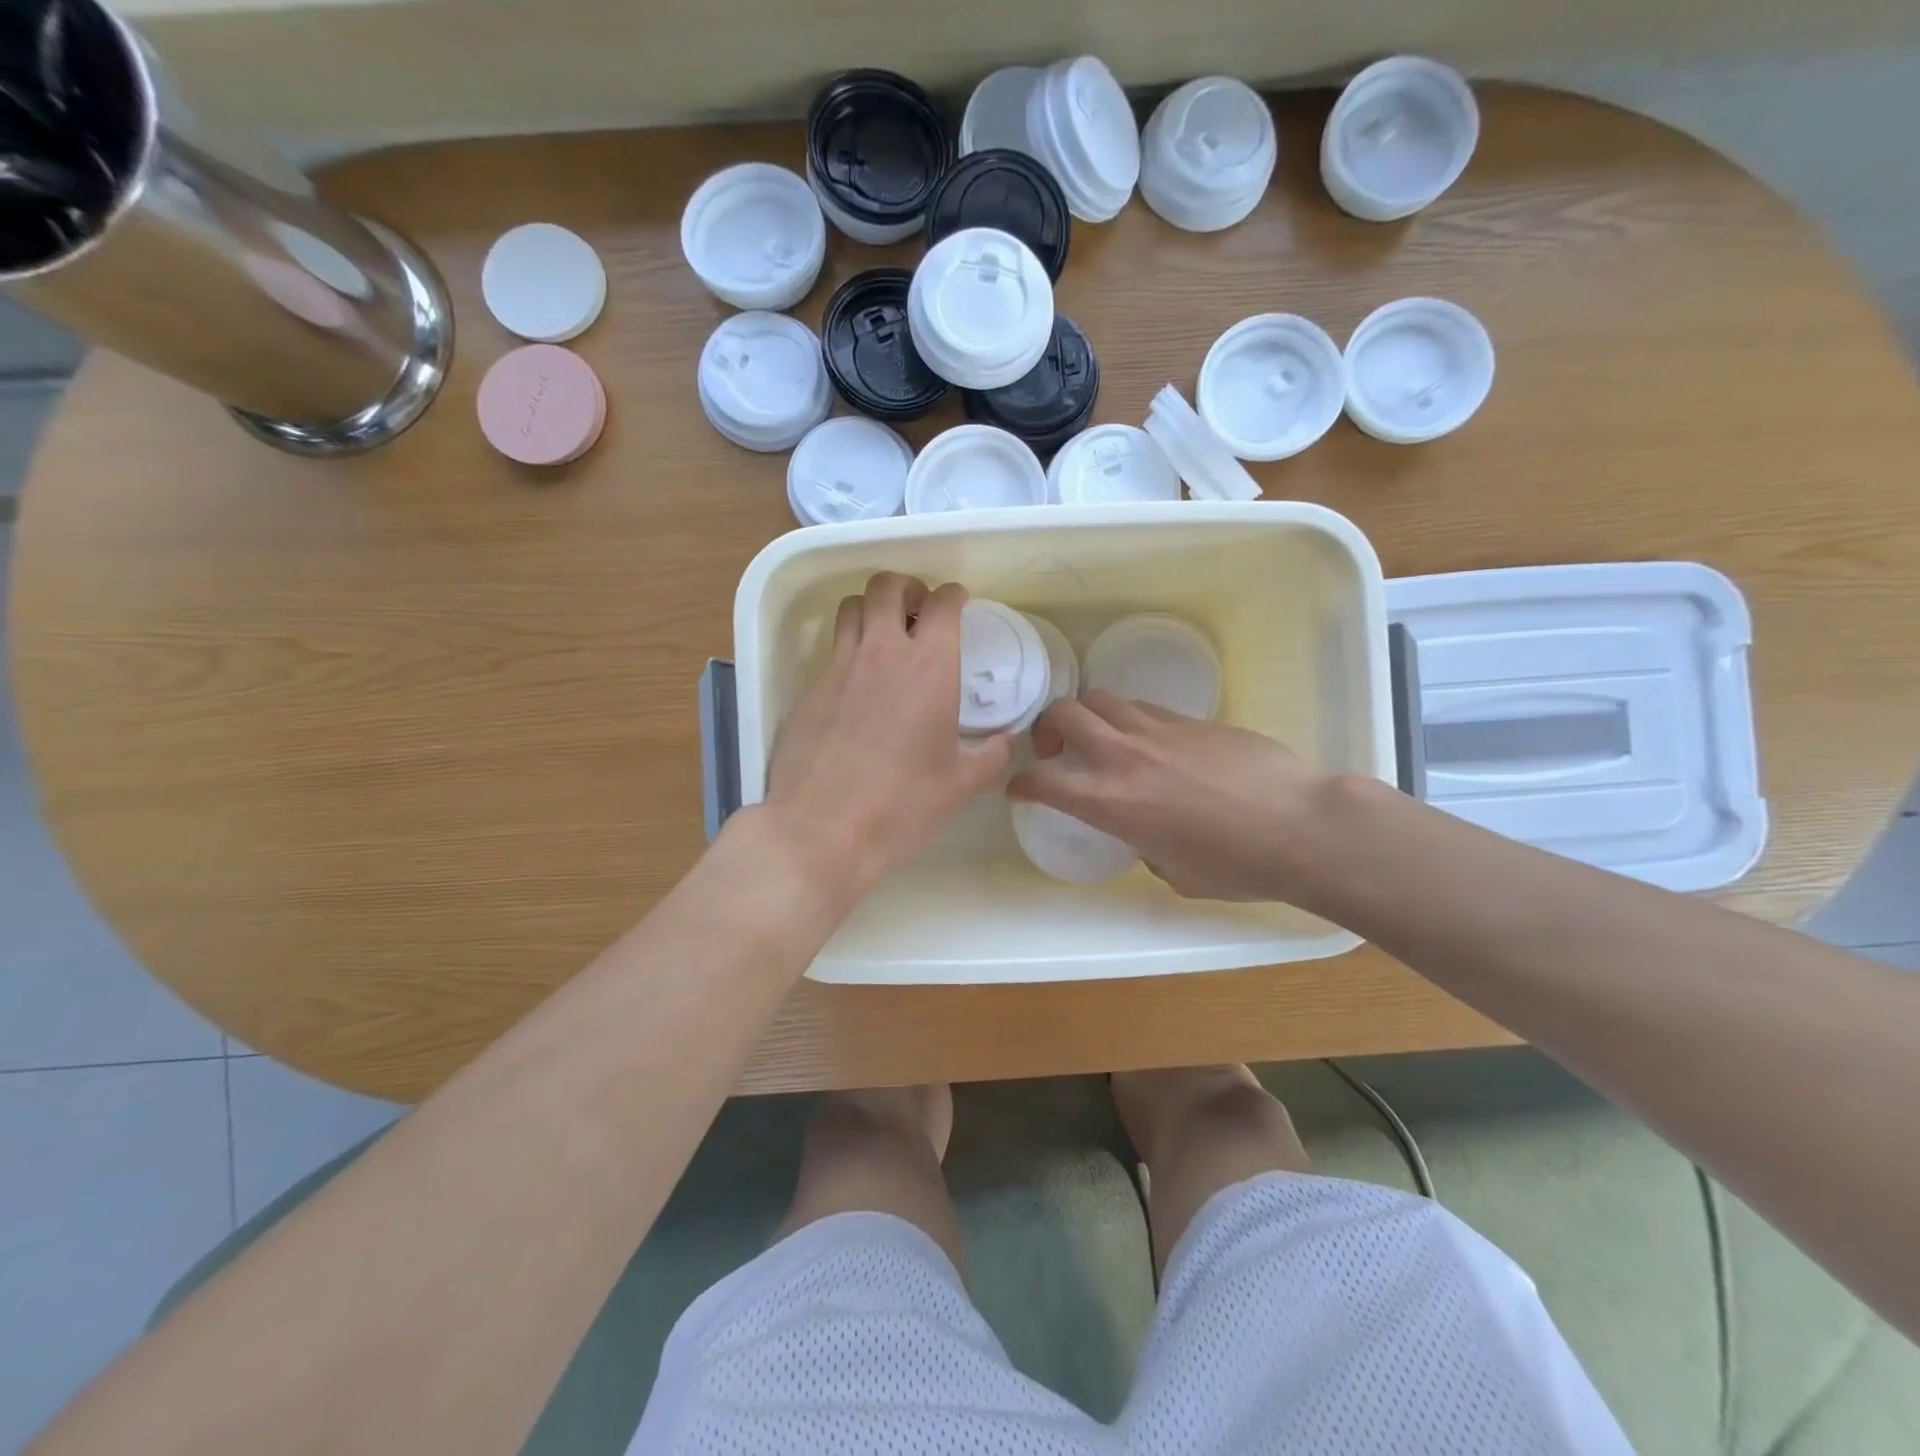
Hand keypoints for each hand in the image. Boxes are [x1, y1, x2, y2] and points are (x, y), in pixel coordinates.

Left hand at [760, 573, 1013, 906]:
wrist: (822, 830)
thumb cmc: (902, 806)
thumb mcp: (961, 785)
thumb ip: (992, 756)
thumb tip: (1007, 741)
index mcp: (928, 667)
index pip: (941, 603)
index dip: (953, 596)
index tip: (958, 604)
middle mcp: (881, 652)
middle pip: (887, 586)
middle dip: (907, 587)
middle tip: (918, 610)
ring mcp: (838, 667)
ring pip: (851, 608)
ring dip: (871, 609)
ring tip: (883, 634)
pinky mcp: (809, 689)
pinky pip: (831, 649)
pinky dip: (848, 648)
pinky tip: (857, 683)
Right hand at [1008, 692, 1331, 902]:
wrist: (1301, 827)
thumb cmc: (1235, 866)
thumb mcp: (1174, 873)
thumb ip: (1144, 847)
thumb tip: (1148, 836)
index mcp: (1110, 802)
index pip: (1042, 780)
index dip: (1022, 784)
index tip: (1022, 790)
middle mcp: (1125, 756)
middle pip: (1065, 712)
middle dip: (1048, 727)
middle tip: (1057, 749)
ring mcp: (1161, 730)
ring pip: (1105, 699)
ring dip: (1090, 715)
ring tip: (1103, 738)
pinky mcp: (1194, 720)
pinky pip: (1147, 708)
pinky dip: (1134, 720)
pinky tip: (1155, 746)